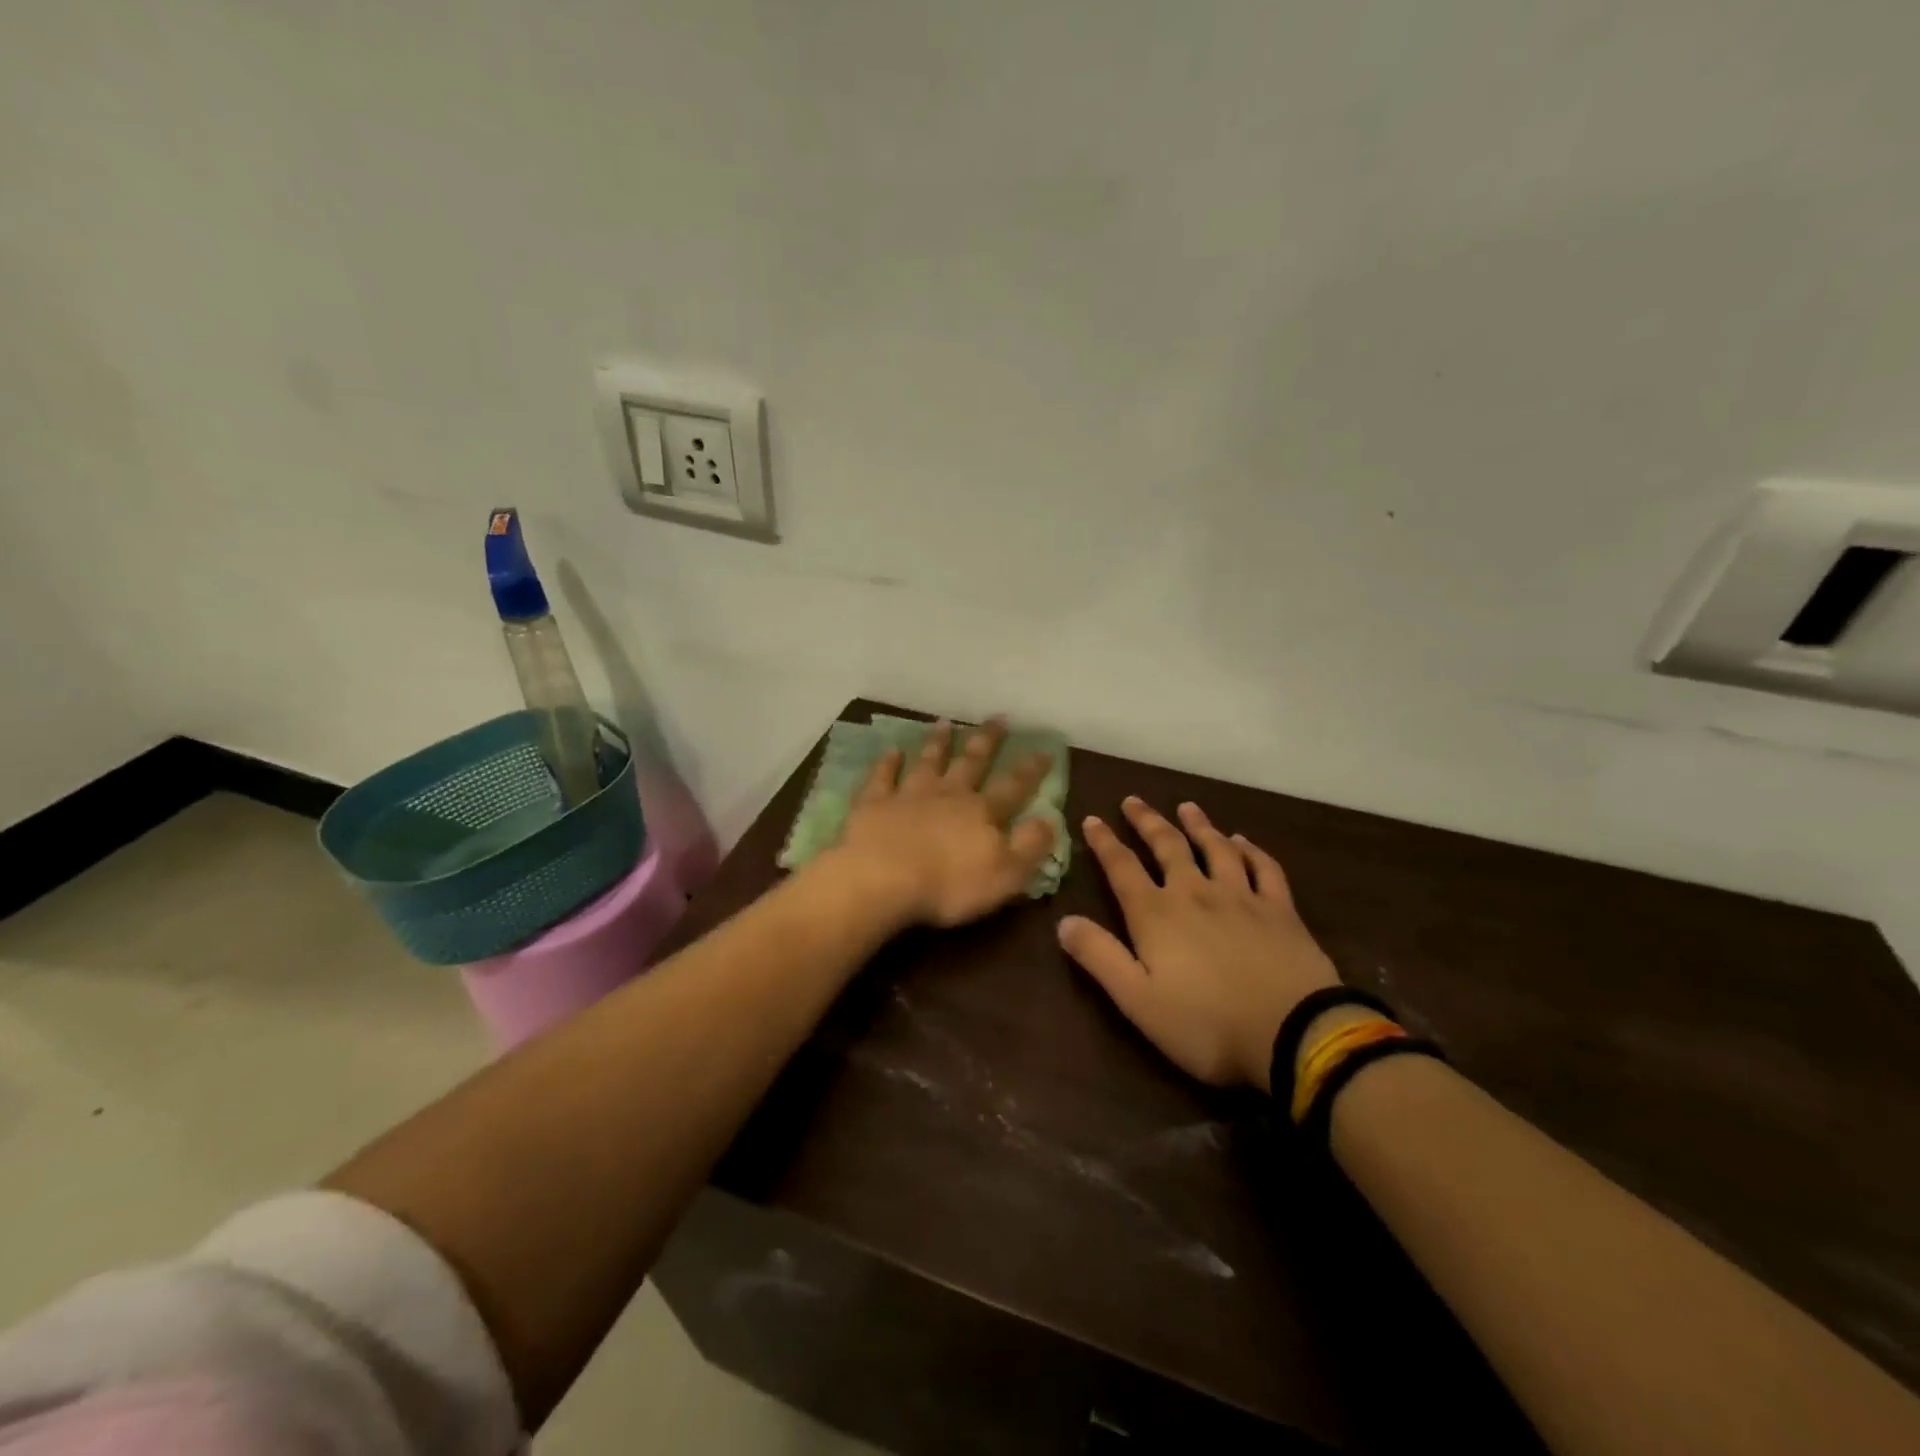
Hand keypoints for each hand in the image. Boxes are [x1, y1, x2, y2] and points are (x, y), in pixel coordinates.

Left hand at [831, 718, 1056, 928]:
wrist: (882, 880)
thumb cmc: (949, 885)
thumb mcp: (1006, 874)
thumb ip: (1030, 846)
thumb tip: (1049, 820)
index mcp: (982, 813)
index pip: (1014, 787)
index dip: (1031, 770)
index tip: (1044, 750)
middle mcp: (948, 795)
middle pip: (971, 762)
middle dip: (986, 741)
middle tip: (997, 718)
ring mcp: (909, 795)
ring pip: (928, 762)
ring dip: (937, 743)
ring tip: (945, 723)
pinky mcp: (874, 804)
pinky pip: (882, 777)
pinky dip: (887, 763)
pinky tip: (891, 750)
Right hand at [1058, 797, 1339, 1091]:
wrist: (1292, 1034)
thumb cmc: (1205, 1024)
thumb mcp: (1137, 1000)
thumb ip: (1099, 957)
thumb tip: (1063, 921)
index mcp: (1157, 915)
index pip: (1122, 868)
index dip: (1104, 842)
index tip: (1091, 818)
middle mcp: (1195, 893)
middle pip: (1168, 846)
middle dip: (1147, 821)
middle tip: (1133, 800)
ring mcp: (1241, 897)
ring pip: (1216, 848)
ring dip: (1199, 825)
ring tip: (1187, 807)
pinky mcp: (1280, 910)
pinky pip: (1264, 868)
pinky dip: (1252, 850)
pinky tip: (1243, 841)